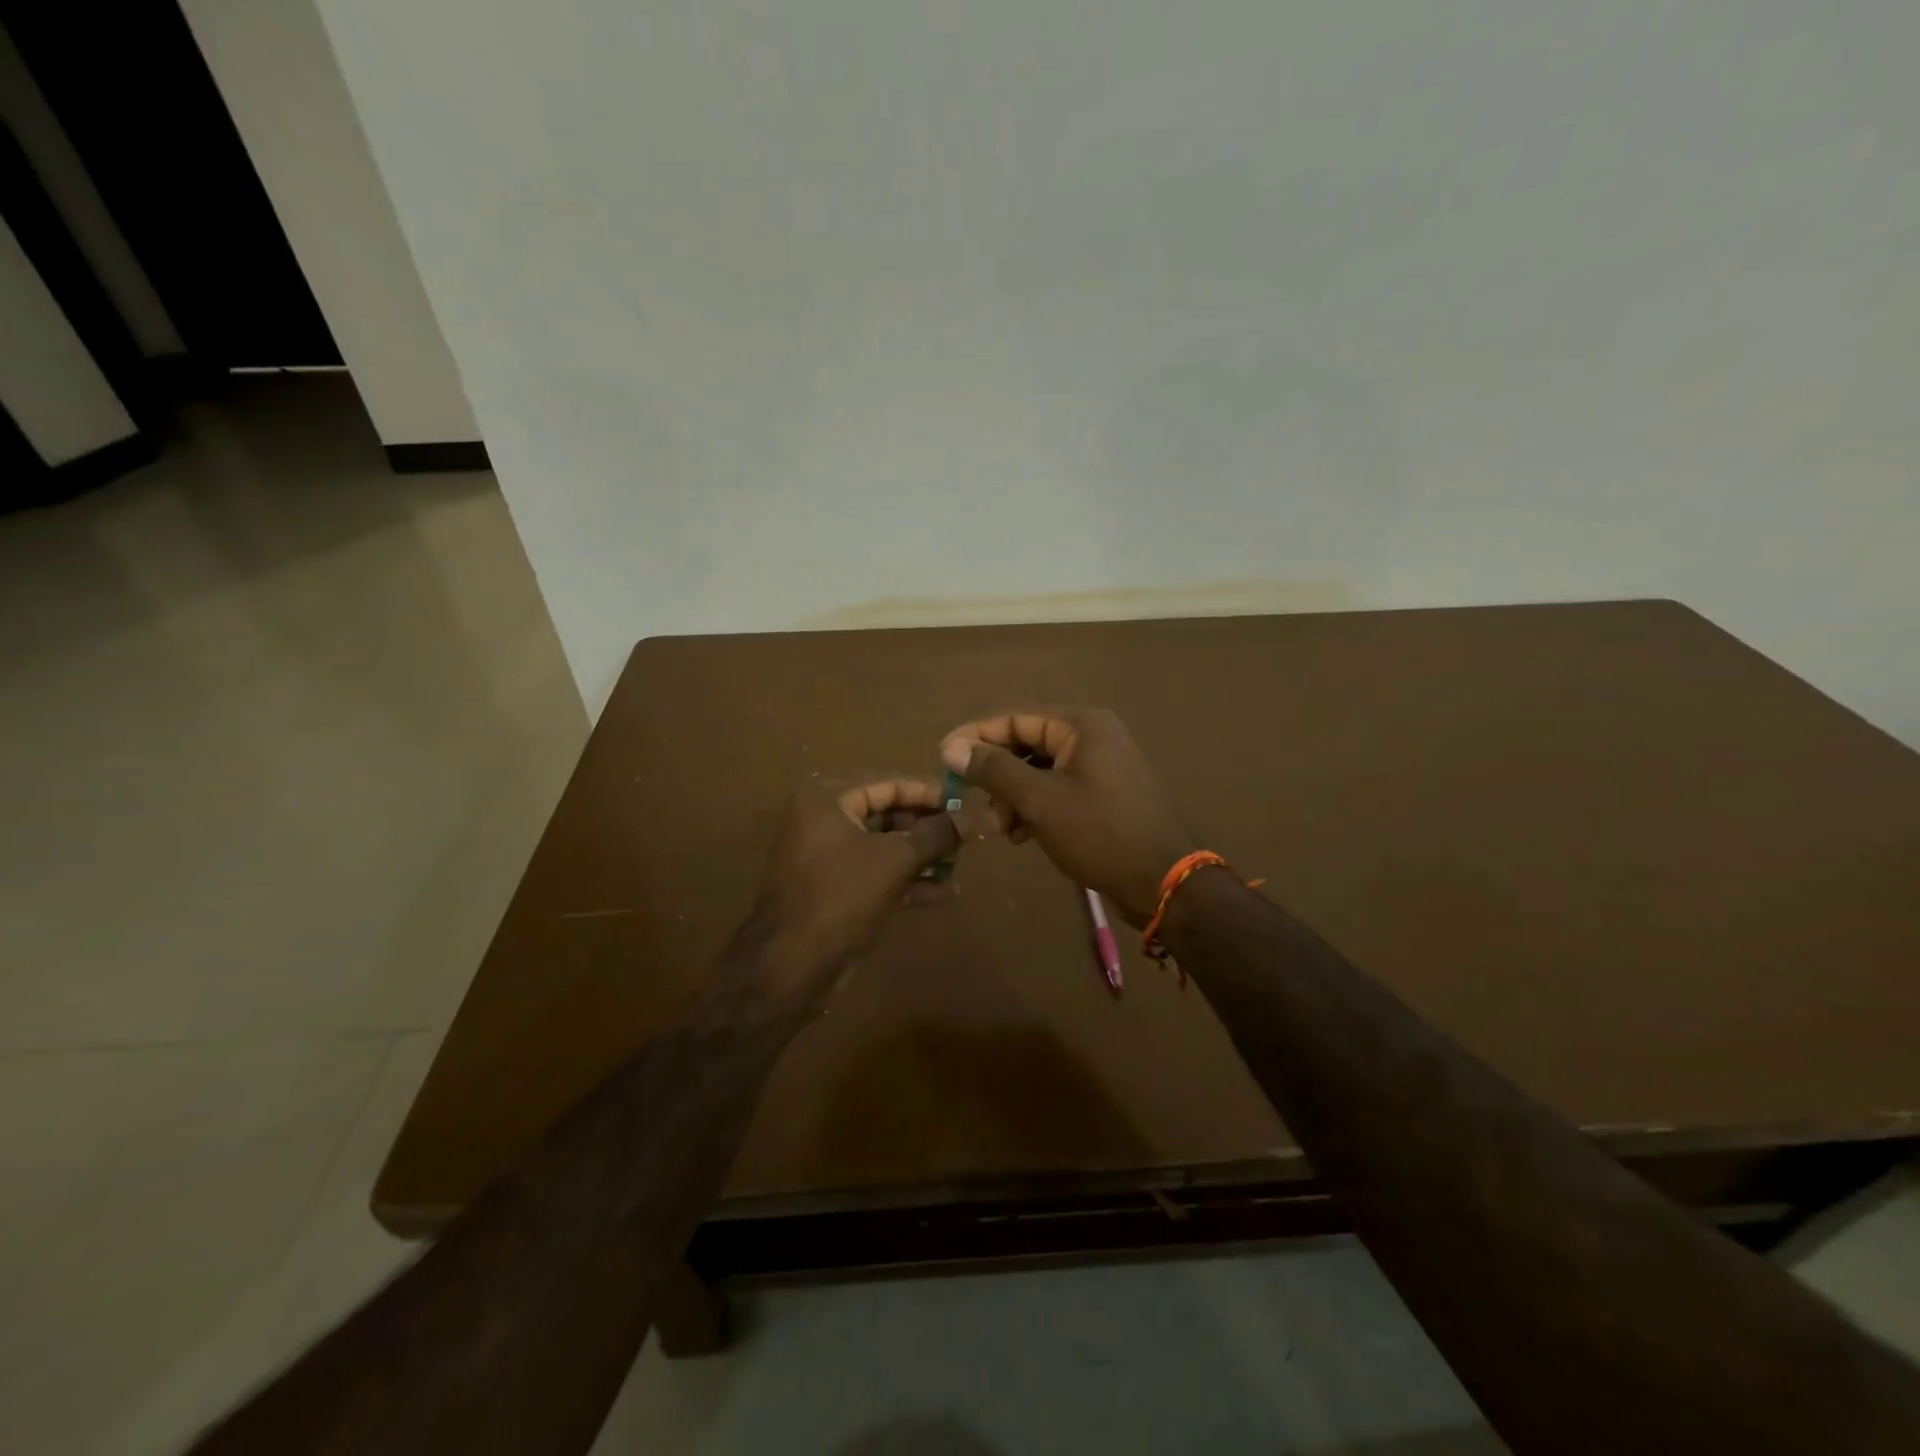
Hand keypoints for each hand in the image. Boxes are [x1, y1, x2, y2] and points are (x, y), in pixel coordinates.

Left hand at [744, 776, 960, 1000]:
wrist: (791, 965)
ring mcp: (827, 857)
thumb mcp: (895, 860)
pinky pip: (876, 873)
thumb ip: (935, 836)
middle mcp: (823, 821)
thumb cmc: (842, 897)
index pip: (888, 784)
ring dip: (922, 855)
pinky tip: (946, 891)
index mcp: (827, 800)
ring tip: (961, 862)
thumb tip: (968, 819)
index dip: (928, 793)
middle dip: (927, 827)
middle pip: (886, 814)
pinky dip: (907, 880)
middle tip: (966, 835)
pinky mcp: (835, 889)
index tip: (963, 801)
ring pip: (884, 847)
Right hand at [940, 708, 1192, 926]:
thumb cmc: (1100, 833)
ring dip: (1013, 797)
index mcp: (1080, 724)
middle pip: (1025, 744)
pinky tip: (1022, 836)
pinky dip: (1034, 808)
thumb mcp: (1040, 801)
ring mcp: (1099, 765)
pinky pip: (1055, 789)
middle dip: (996, 776)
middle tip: (976, 806)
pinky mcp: (1102, 792)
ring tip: (1002, 831)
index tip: (942, 758)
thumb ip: (994, 770)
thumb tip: (951, 746)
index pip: (1014, 718)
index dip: (975, 736)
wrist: (1164, 881)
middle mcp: (1091, 735)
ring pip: (1038, 770)